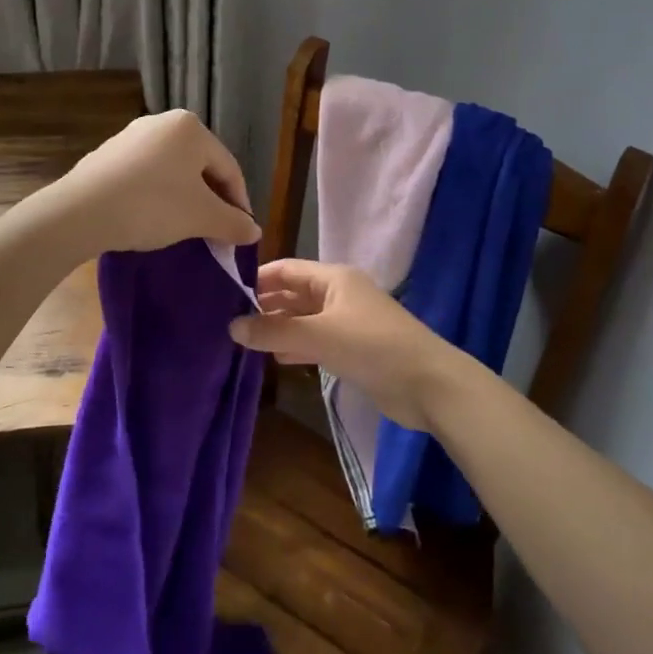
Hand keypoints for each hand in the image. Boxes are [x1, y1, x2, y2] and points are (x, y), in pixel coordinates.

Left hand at [41, 110, 259, 256]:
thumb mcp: (201, 217)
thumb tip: (254, 230)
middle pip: (200, 167)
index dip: (239, 203)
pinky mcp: (107, 155)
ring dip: (184, 200)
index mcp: (191, 128)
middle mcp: (162, 123)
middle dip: (211, 201)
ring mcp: (131, 136)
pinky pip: (145, 176)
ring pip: (172, 172)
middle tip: (214, 233)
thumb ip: (233, 222)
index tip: (240, 233)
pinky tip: (150, 219)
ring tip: (184, 229)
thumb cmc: (152, 206)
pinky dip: (156, 196)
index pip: (229, 168)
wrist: (81, 212)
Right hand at [228, 259, 471, 431]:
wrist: (428, 384)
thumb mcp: (318, 335)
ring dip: (278, 328)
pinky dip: (295, 347)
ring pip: (303, 320)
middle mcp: (339, 295)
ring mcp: (347, 323)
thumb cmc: (372, 346)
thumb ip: (274, 332)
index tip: (225, 293)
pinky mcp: (353, 350)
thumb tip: (231, 327)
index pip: (287, 269)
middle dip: (265, 305)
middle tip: (228, 321)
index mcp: (334, 278)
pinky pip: (316, 341)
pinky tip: (273, 359)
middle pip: (294, 293)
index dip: (257, 278)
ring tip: (243, 341)